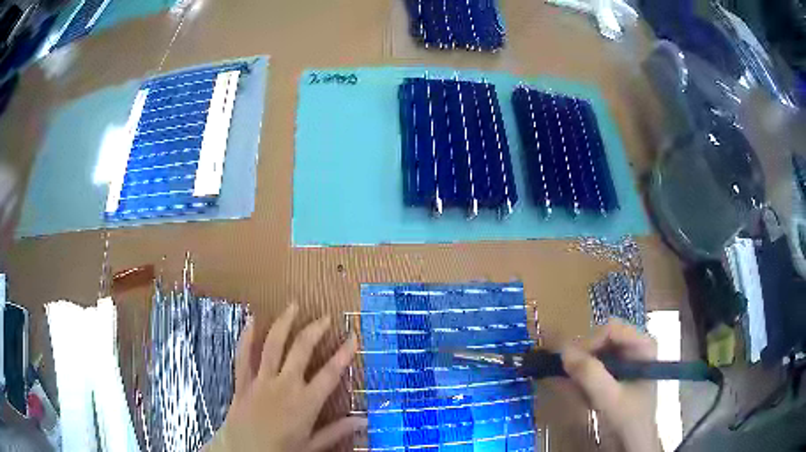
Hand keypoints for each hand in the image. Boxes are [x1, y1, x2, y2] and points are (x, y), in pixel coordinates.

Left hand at [203, 304, 366, 451]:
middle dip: (314, 330)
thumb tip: (364, 421)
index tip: (352, 336)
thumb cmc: (280, 451)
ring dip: (283, 323)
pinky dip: (247, 337)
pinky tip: (252, 320)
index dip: (343, 353)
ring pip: (272, 345)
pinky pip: (243, 355)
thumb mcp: (312, 446)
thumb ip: (337, 431)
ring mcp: (261, 381)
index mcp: (305, 402)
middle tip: (325, 317)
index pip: (329, 373)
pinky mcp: (242, 381)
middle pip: (301, 350)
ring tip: (293, 306)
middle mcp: (284, 385)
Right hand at [561, 319, 660, 451]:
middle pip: (602, 338)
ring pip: (594, 352)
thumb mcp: (609, 398)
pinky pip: (592, 366)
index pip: (612, 329)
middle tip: (568, 377)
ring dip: (580, 370)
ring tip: (573, 389)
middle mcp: (634, 346)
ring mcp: (624, 359)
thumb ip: (590, 375)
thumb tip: (564, 351)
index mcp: (643, 345)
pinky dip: (581, 378)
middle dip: (583, 358)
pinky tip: (577, 392)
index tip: (569, 362)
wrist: (633, 441)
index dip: (589, 343)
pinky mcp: (614, 372)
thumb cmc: (629, 418)